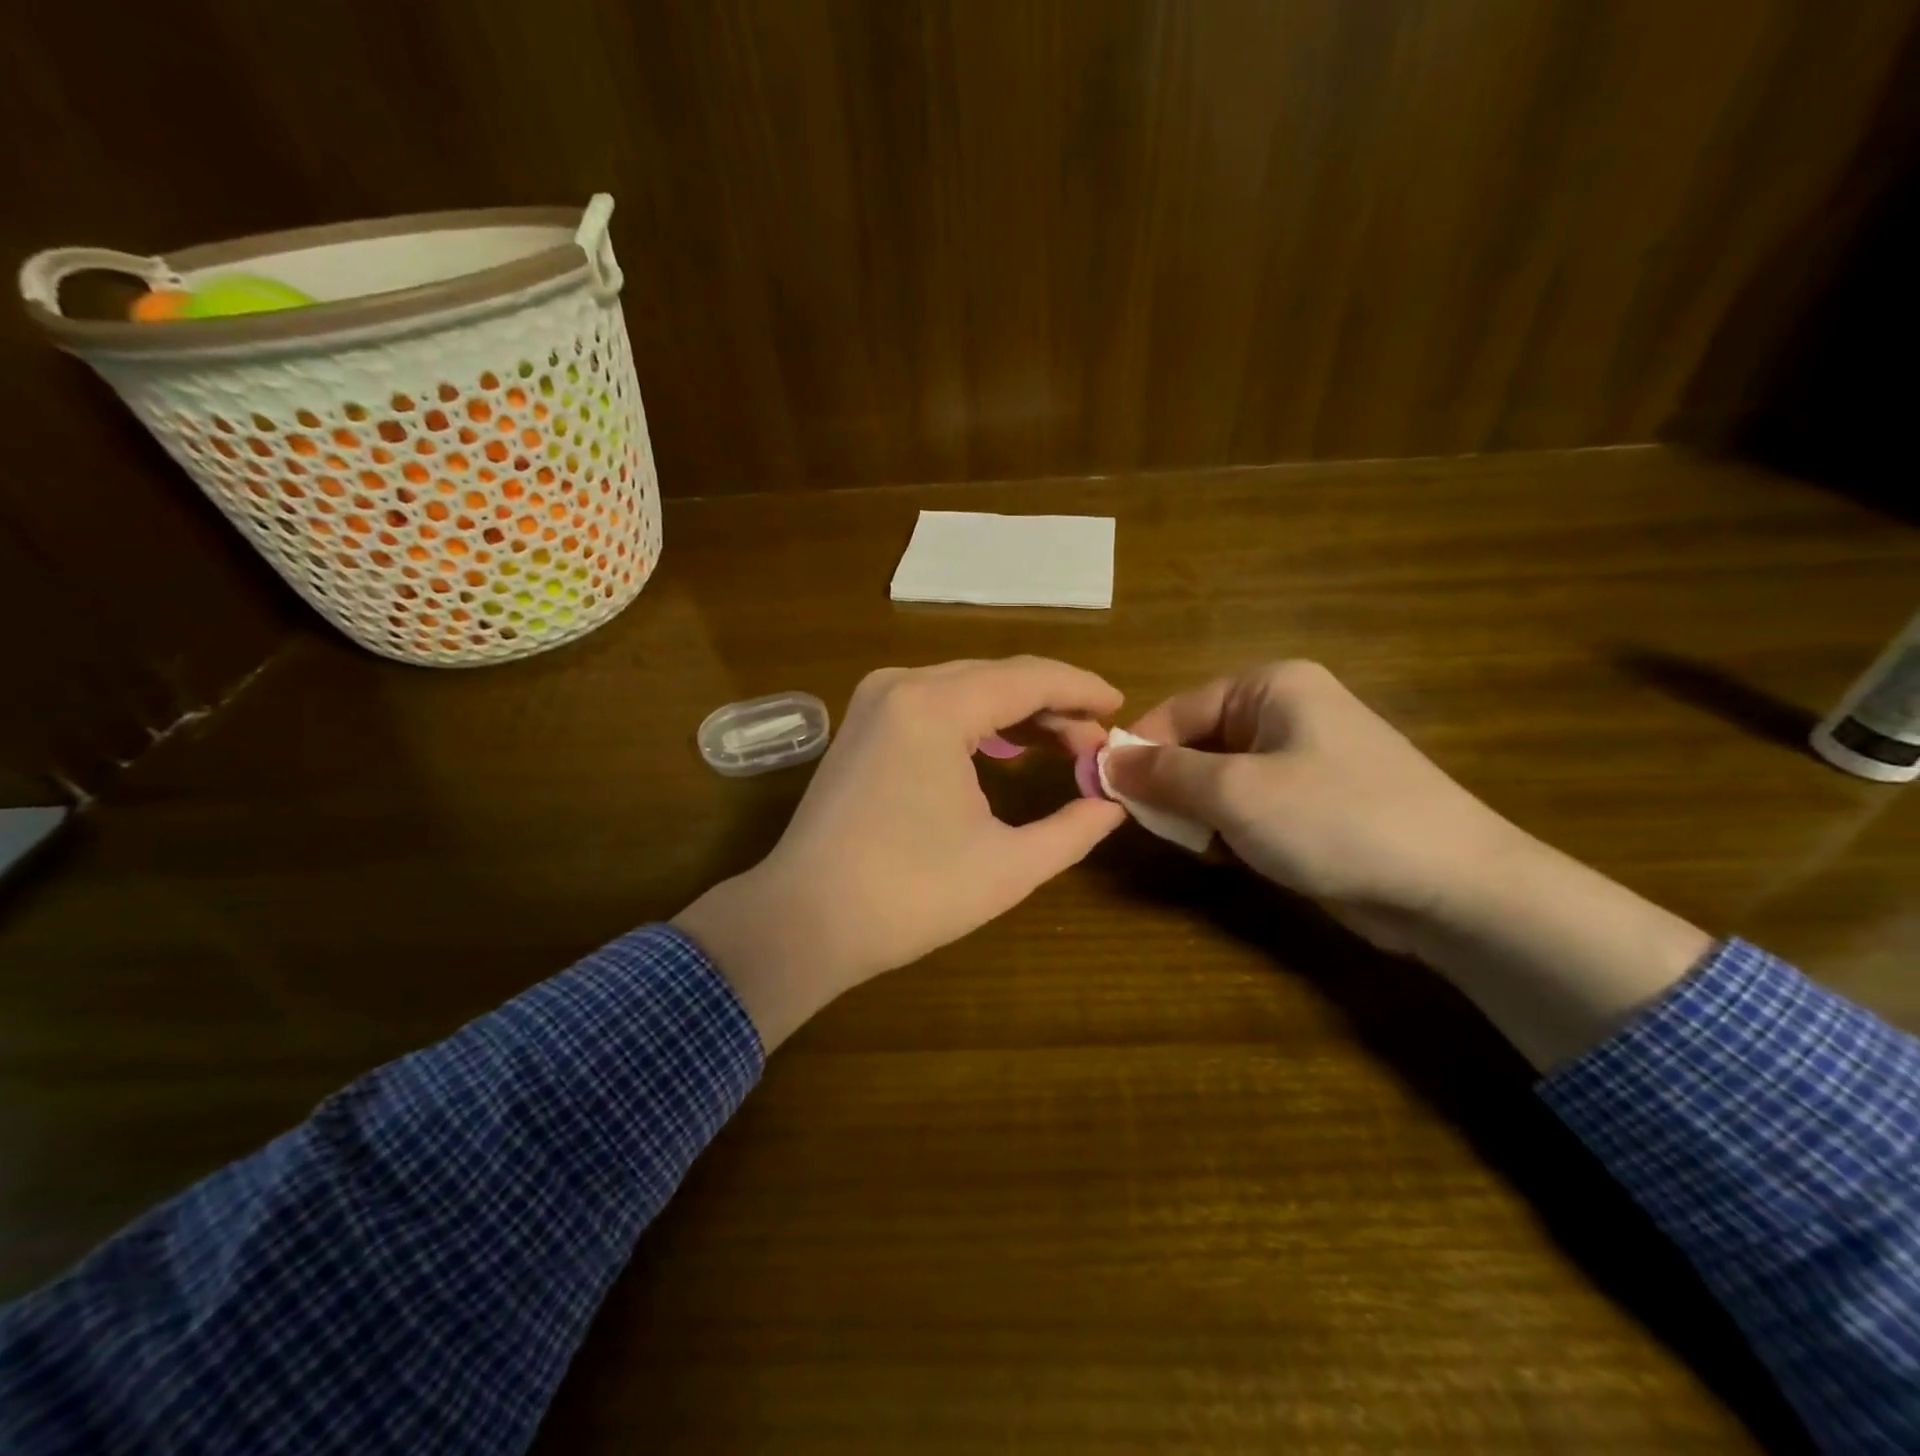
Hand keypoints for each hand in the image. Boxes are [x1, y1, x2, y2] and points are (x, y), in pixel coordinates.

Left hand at [675, 657, 1125, 1047]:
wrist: (804, 920)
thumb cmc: (909, 896)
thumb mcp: (1008, 866)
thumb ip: (1073, 829)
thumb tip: (1114, 804)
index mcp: (936, 707)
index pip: (1030, 677)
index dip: (1082, 690)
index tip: (1121, 709)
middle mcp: (902, 685)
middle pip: (997, 676)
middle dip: (1053, 704)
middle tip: (1095, 743)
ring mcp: (874, 700)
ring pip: (965, 686)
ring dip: (1016, 710)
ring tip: (1063, 744)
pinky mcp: (861, 723)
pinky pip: (934, 703)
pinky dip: (976, 719)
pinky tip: (1005, 745)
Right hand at [1104, 661, 1711, 1068]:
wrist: (1453, 887)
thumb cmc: (1335, 820)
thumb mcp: (1234, 793)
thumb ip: (1162, 774)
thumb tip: (1103, 761)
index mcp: (1270, 687)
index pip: (1176, 710)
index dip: (1137, 753)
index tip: (1107, 796)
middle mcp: (1287, 711)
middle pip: (1197, 744)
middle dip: (1174, 789)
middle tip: (1165, 831)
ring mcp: (1305, 757)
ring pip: (1219, 780)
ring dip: (1202, 815)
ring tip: (1209, 848)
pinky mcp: (1316, 801)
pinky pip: (1250, 805)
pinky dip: (1233, 830)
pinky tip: (1238, 858)